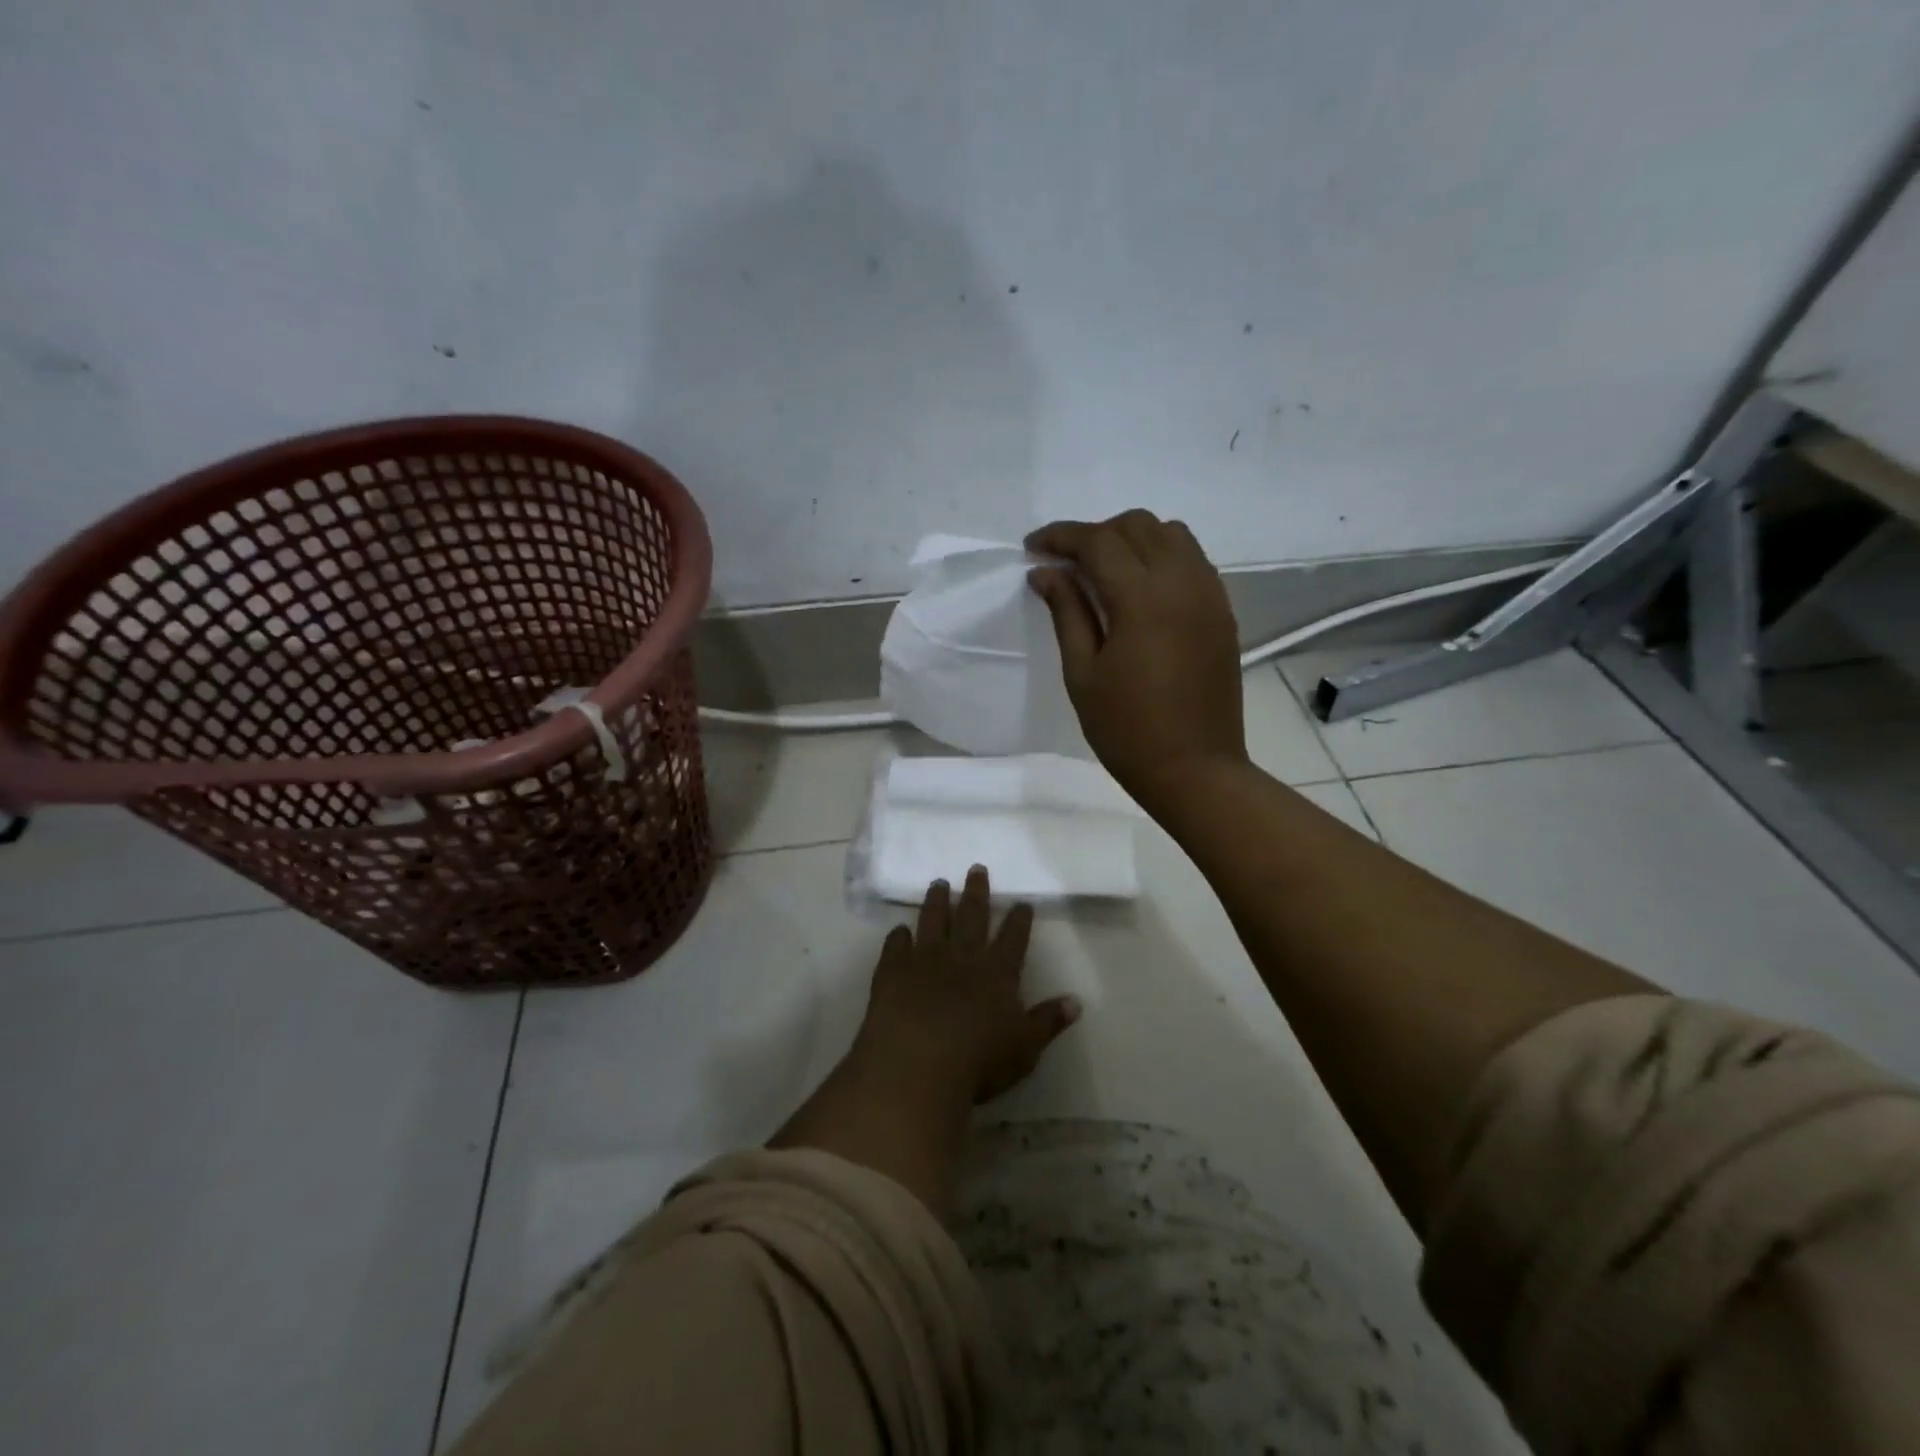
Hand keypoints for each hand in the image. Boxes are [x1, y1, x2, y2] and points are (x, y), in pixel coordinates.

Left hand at [851, 866, 1080, 1104]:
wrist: (917, 1063)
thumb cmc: (978, 1061)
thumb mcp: (1025, 1047)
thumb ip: (1048, 1021)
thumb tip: (1075, 1001)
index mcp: (997, 972)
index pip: (1013, 938)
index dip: (1019, 920)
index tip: (1022, 902)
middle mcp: (962, 957)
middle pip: (972, 917)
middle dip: (976, 892)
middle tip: (976, 868)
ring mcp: (925, 960)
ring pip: (933, 921)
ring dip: (937, 901)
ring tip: (938, 883)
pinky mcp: (892, 971)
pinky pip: (895, 946)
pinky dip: (897, 936)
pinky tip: (899, 929)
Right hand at [1027, 510, 1246, 813]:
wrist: (1195, 769)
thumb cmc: (1127, 729)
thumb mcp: (1083, 673)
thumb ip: (1067, 612)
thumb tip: (1045, 571)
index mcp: (1143, 598)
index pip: (1098, 541)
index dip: (1061, 536)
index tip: (1032, 546)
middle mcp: (1182, 582)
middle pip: (1137, 525)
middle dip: (1096, 534)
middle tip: (1066, 564)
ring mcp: (1210, 594)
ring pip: (1171, 535)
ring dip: (1132, 539)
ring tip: (1104, 571)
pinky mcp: (1222, 612)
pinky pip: (1193, 561)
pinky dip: (1162, 557)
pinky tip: (1141, 589)